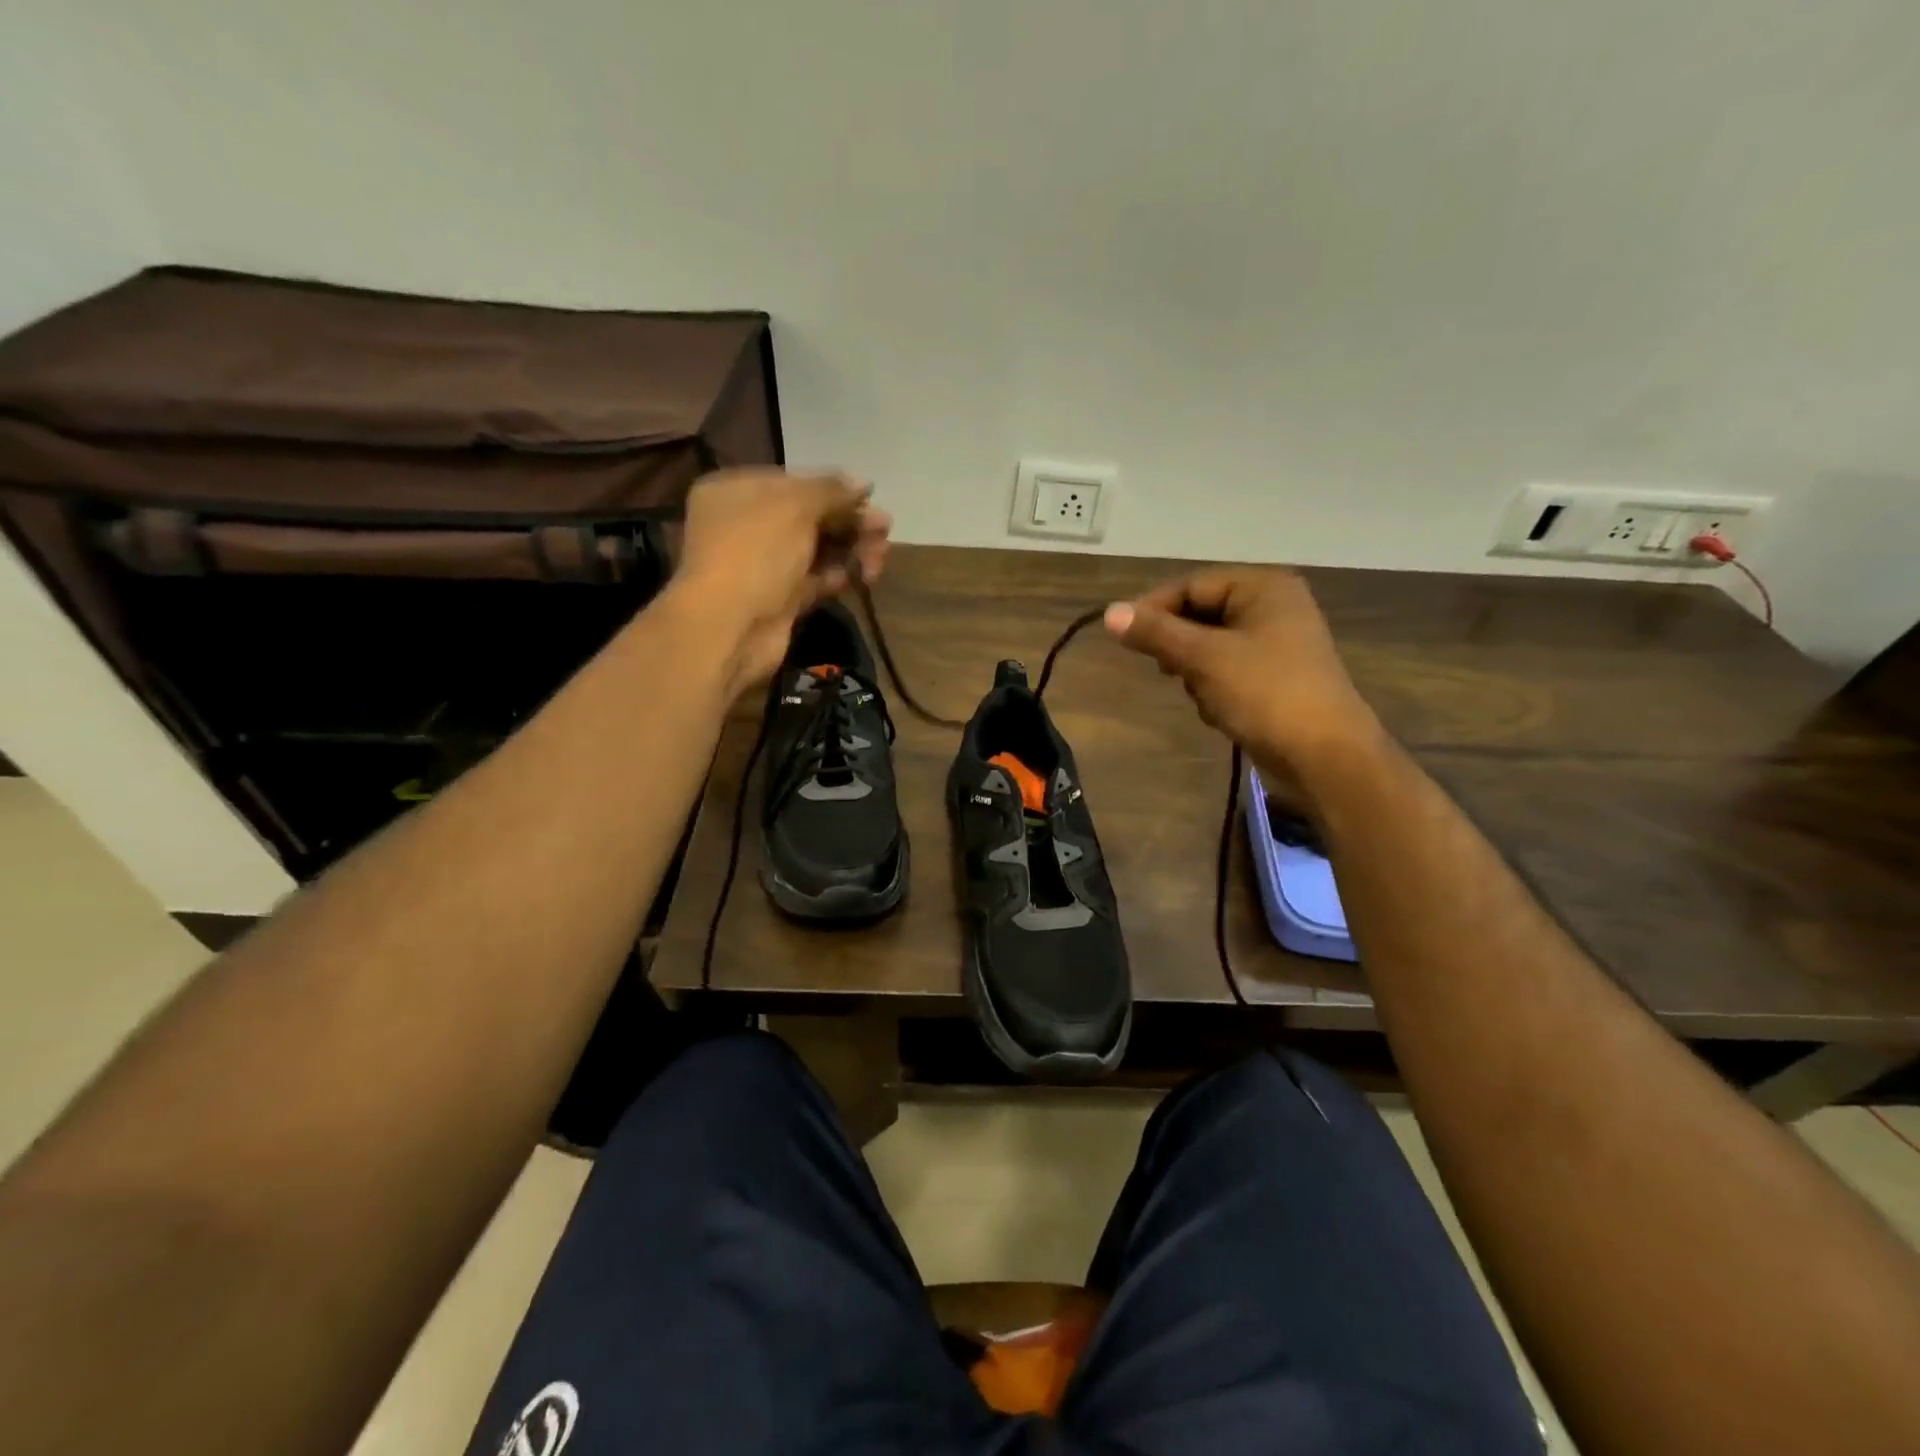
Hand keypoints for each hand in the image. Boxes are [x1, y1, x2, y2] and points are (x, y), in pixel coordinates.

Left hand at [671, 468, 890, 696]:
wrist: (730, 627)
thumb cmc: (756, 553)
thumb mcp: (795, 507)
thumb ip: (832, 490)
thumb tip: (863, 482)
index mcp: (735, 492)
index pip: (793, 482)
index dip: (833, 489)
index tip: (869, 497)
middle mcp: (745, 525)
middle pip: (808, 517)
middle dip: (849, 522)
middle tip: (885, 529)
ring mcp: (762, 565)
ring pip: (815, 550)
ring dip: (851, 549)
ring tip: (880, 556)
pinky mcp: (779, 600)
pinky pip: (815, 580)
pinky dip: (838, 576)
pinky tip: (862, 577)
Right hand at [1103, 567, 1382, 788]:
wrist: (1325, 755)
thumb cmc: (1265, 693)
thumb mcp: (1204, 658)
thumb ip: (1155, 633)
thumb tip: (1109, 613)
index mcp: (1263, 587)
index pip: (1192, 585)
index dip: (1154, 609)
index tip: (1124, 638)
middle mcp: (1273, 606)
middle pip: (1201, 615)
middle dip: (1180, 647)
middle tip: (1167, 671)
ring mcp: (1277, 642)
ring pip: (1210, 646)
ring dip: (1197, 673)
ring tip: (1206, 697)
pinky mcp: (1276, 676)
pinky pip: (1228, 670)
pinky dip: (1216, 688)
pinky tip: (1221, 711)